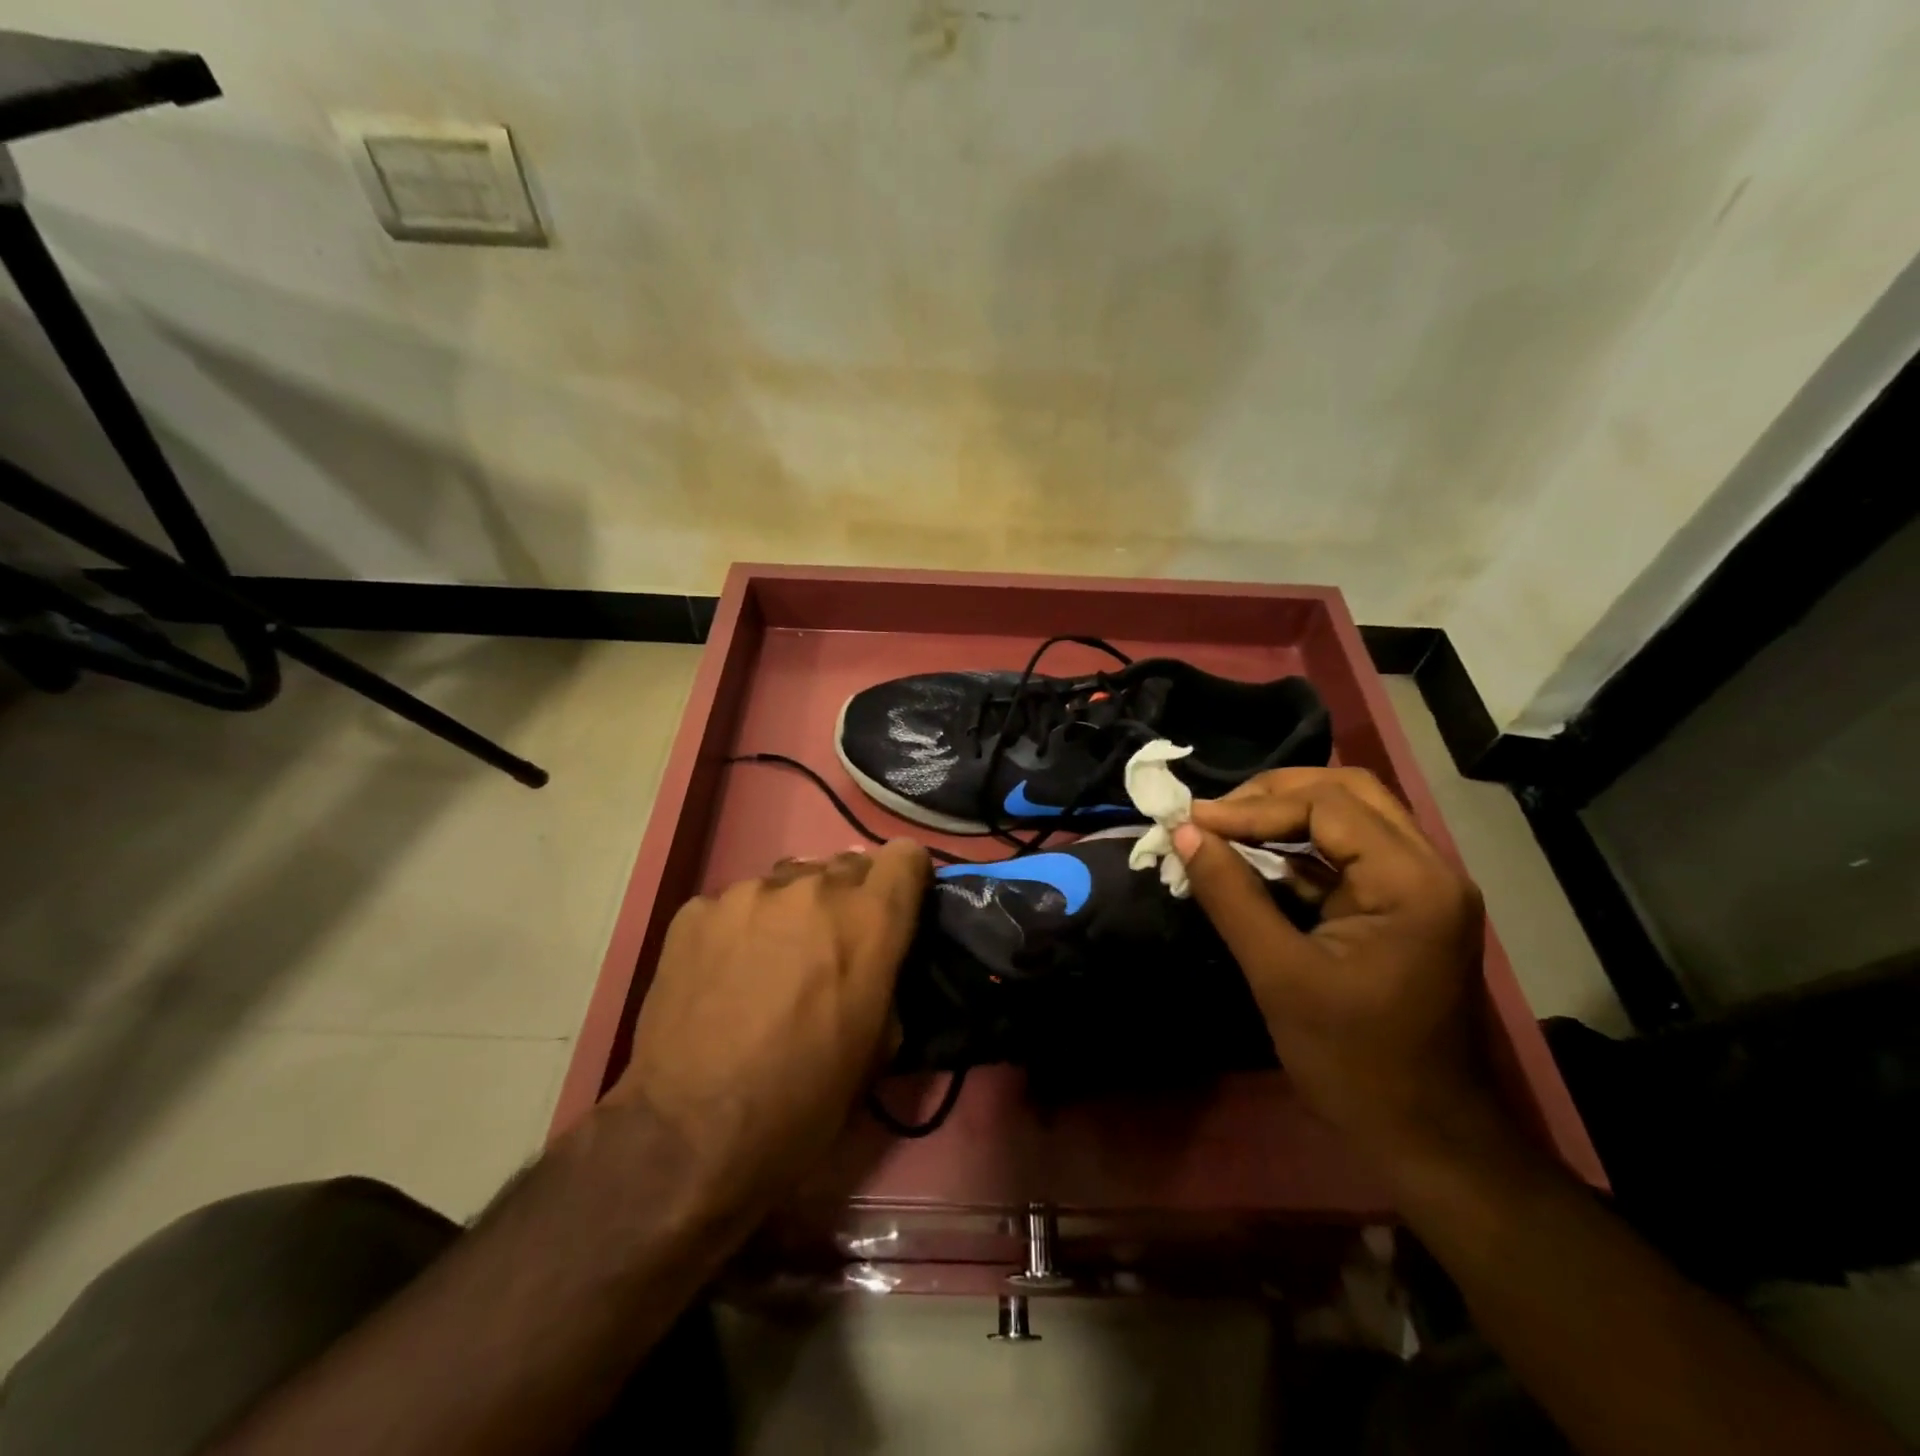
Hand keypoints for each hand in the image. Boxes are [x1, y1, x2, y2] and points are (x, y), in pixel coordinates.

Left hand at [605, 841, 930, 1220]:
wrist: (689, 1136)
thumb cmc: (804, 1101)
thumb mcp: (878, 1047)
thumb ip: (887, 977)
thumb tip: (876, 957)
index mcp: (867, 919)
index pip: (905, 855)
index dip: (906, 881)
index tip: (898, 909)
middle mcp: (812, 888)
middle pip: (847, 864)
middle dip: (848, 899)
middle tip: (830, 947)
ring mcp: (747, 894)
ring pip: (788, 881)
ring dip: (792, 911)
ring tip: (770, 962)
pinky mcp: (695, 911)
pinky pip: (734, 905)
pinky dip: (739, 929)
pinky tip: (722, 976)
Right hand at [1173, 768, 1502, 1171]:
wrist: (1426, 1138)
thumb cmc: (1354, 1062)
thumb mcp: (1279, 975)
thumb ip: (1230, 895)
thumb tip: (1183, 833)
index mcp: (1411, 882)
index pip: (1327, 806)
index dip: (1252, 807)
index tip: (1192, 822)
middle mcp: (1428, 868)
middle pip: (1347, 792)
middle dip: (1273, 794)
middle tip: (1213, 816)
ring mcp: (1421, 886)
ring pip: (1351, 815)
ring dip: (1285, 813)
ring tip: (1225, 827)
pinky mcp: (1404, 905)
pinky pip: (1349, 851)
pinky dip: (1299, 845)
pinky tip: (1254, 857)